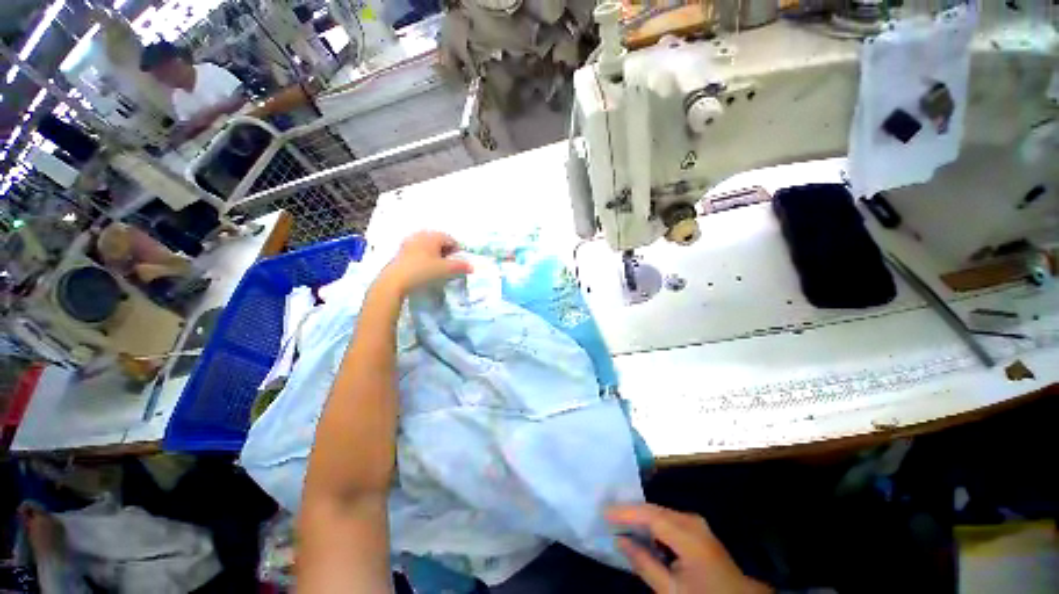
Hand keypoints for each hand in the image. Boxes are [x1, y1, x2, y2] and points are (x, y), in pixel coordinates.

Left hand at [379, 231, 472, 295]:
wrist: (395, 280)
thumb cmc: (423, 271)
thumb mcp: (445, 269)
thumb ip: (460, 266)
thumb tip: (472, 266)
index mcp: (432, 236)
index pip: (450, 239)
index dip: (457, 250)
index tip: (459, 262)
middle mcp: (421, 235)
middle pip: (438, 240)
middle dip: (446, 251)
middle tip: (449, 264)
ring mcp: (409, 242)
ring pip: (428, 245)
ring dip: (435, 254)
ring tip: (438, 267)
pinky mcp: (401, 251)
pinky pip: (418, 250)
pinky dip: (425, 257)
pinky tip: (425, 268)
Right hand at [608, 504, 770, 593]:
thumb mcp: (671, 591)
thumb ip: (644, 563)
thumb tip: (619, 539)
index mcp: (688, 535)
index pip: (650, 515)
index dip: (625, 512)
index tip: (603, 512)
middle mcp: (692, 521)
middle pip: (654, 509)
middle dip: (630, 511)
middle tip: (607, 513)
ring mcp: (696, 523)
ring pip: (660, 512)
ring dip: (640, 516)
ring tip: (619, 519)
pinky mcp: (697, 529)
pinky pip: (668, 519)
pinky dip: (652, 522)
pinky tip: (641, 529)